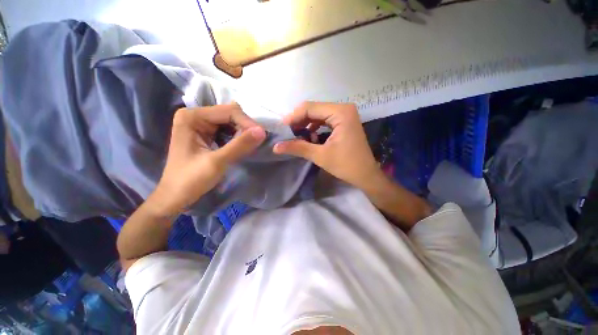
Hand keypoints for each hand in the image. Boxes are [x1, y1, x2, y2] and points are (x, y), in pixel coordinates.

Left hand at [149, 104, 265, 215]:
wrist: (176, 196)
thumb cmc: (191, 179)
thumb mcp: (217, 162)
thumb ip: (240, 145)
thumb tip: (262, 131)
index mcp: (192, 116)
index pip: (229, 111)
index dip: (247, 123)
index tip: (262, 137)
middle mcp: (196, 115)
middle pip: (230, 114)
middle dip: (245, 127)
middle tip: (257, 142)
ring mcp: (201, 124)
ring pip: (231, 122)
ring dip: (243, 132)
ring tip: (251, 145)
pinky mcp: (206, 134)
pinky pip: (228, 130)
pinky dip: (238, 137)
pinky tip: (242, 146)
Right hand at [273, 102, 380, 188]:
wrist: (366, 175)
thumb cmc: (346, 165)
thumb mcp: (320, 156)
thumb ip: (298, 148)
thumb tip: (275, 146)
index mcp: (340, 112)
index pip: (310, 108)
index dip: (293, 117)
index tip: (281, 128)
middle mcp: (343, 108)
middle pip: (314, 109)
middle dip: (299, 120)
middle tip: (287, 132)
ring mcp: (345, 115)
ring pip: (319, 114)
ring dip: (306, 124)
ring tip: (296, 135)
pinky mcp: (344, 122)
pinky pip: (325, 120)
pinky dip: (315, 127)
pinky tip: (310, 137)